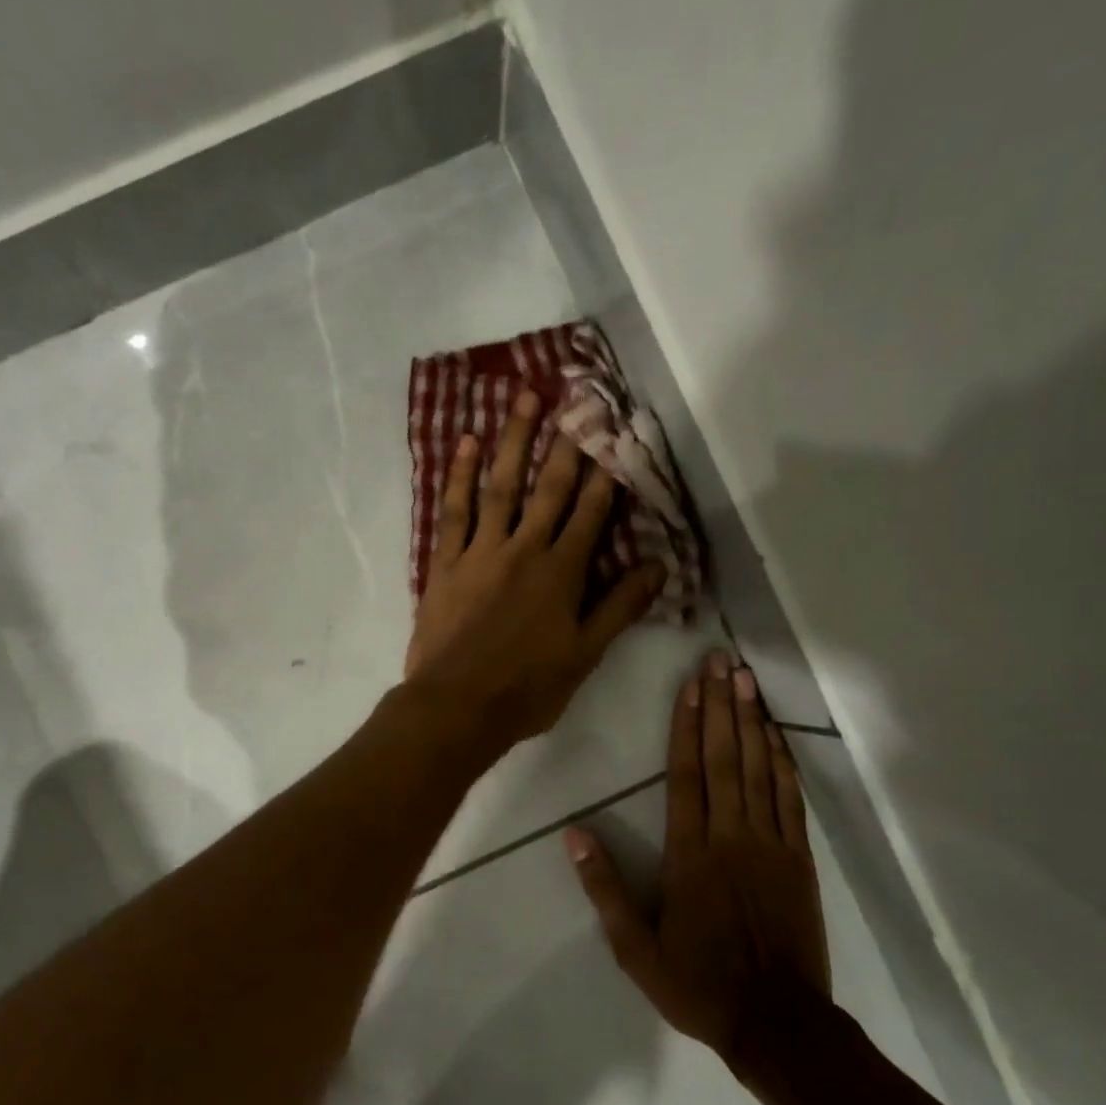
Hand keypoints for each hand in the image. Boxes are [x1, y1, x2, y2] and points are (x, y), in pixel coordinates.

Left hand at [404, 389, 665, 751]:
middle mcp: (524, 550)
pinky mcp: (446, 562)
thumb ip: (621, 607)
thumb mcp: (585, 654)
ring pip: (501, 486)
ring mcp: (481, 551)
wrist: (457, 706)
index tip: (616, 434)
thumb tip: (660, 565)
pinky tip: (468, 444)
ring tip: (523, 399)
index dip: (606, 473)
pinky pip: (454, 511)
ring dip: (514, 440)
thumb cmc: (527, 688)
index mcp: (562, 573)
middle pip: (549, 488)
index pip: (591, 513)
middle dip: (566, 442)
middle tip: (577, 398)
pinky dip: (461, 476)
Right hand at [565, 651, 831, 1067]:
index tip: (689, 686)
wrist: (778, 1023)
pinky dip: (784, 761)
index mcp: (689, 855)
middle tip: (721, 661)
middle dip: (722, 706)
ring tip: (748, 680)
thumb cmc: (698, 984)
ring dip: (753, 722)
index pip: (686, 776)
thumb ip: (604, 888)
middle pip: (726, 759)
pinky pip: (791, 798)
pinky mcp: (799, 858)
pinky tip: (777, 734)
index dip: (687, 726)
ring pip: (761, 770)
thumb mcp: (634, 948)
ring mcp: (771, 844)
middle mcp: (731, 837)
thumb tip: (574, 834)